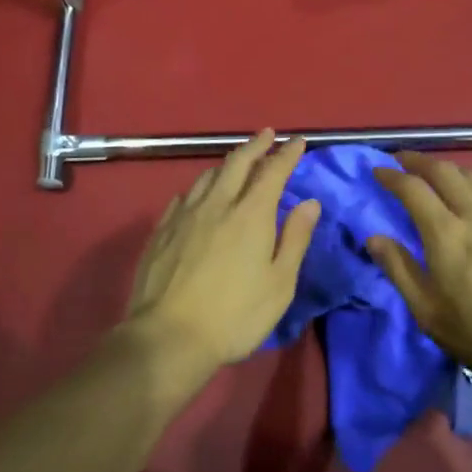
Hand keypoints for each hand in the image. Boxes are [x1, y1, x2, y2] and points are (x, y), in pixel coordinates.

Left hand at [126, 131, 320, 372]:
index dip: (287, 154)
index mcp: (250, 214)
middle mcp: (217, 204)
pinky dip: (199, 188)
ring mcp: (184, 215)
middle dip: (255, 145)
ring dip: (226, 163)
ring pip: (207, 176)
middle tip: (267, 135)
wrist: (169, 336)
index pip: (273, 172)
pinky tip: (198, 194)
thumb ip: (295, 238)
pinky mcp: (162, 230)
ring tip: (236, 160)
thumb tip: (310, 202)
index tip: (297, 141)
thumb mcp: (279, 284)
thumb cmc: (235, 315)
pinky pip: (183, 197)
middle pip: (237, 163)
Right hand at [368, 153, 471, 381]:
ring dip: (449, 169)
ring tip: (438, 174)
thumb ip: (399, 270)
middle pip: (443, 170)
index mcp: (445, 233)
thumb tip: (373, 237)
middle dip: (418, 161)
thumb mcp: (430, 314)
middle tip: (403, 161)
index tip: (378, 170)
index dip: (391, 176)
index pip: (412, 189)